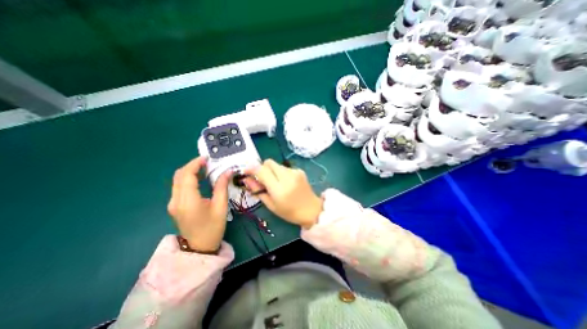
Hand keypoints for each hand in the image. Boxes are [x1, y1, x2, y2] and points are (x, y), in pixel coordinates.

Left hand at [167, 156, 230, 251]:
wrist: (200, 247)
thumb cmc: (213, 227)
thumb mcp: (221, 206)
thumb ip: (222, 186)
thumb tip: (228, 171)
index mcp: (188, 201)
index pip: (187, 175)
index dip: (195, 163)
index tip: (207, 158)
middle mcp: (176, 200)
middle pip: (179, 175)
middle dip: (192, 165)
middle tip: (208, 162)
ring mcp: (173, 203)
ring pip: (177, 180)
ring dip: (190, 171)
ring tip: (205, 168)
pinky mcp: (174, 205)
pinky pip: (179, 186)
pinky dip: (188, 178)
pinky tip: (200, 179)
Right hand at [245, 160, 322, 227]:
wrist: (311, 210)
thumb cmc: (290, 212)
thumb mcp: (271, 205)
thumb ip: (258, 191)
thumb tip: (247, 179)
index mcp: (279, 189)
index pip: (261, 171)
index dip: (251, 169)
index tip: (246, 172)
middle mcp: (287, 177)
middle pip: (269, 162)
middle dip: (262, 168)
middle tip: (262, 179)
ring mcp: (295, 172)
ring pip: (276, 164)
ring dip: (272, 171)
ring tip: (275, 183)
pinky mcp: (300, 171)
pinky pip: (284, 167)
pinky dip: (281, 173)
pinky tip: (285, 182)